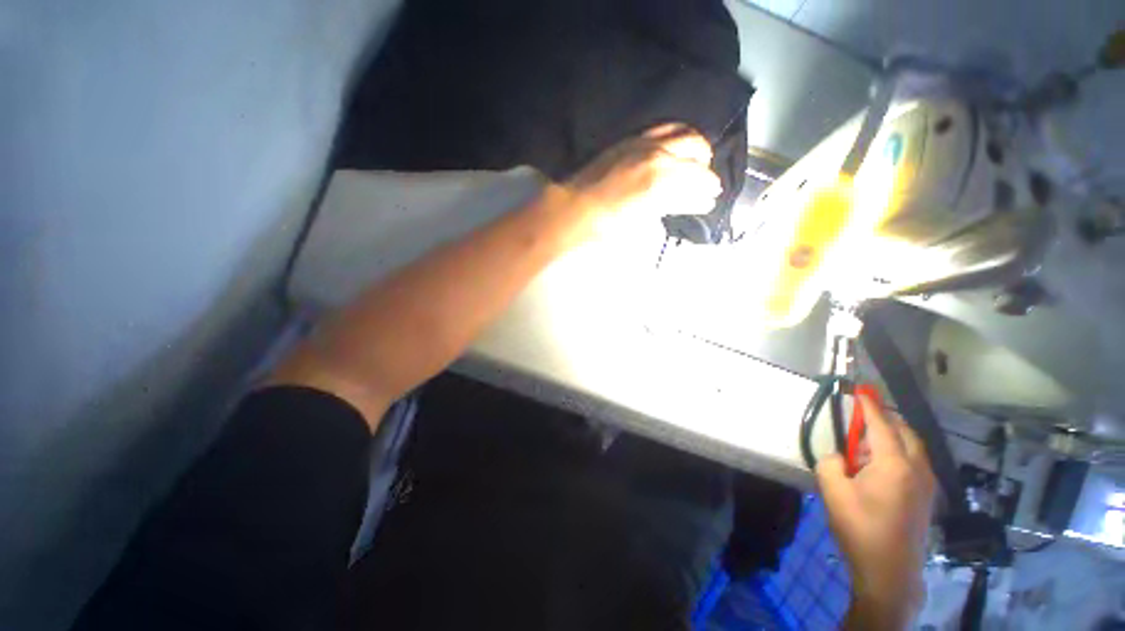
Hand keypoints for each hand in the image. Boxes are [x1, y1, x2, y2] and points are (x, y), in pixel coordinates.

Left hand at [563, 124, 721, 236]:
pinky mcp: (631, 139)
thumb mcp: (645, 220)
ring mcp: (643, 142)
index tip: (711, 198)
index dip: (709, 190)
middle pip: (697, 152)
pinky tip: (677, 148)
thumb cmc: (607, 225)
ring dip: (696, 149)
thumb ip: (674, 205)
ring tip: (696, 165)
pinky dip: (677, 137)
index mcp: (660, 179)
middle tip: (705, 185)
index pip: (700, 179)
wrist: (573, 209)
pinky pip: (664, 128)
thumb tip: (698, 200)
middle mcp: (657, 153)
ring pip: (685, 134)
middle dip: (705, 169)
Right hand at [816, 395, 935, 629]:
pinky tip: (878, 469)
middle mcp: (917, 468)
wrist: (890, 572)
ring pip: (912, 447)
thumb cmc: (860, 529)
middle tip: (859, 421)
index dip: (869, 404)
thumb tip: (839, 457)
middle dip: (883, 419)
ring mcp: (926, 483)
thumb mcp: (833, 492)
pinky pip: (915, 462)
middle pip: (904, 431)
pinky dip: (898, 453)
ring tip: (864, 448)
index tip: (860, 388)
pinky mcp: (926, 496)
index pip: (881, 424)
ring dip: (890, 438)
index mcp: (894, 464)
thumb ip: (830, 463)